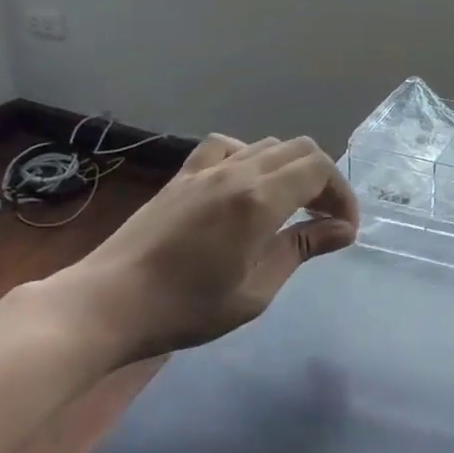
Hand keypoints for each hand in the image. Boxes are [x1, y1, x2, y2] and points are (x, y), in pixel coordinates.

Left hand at [47, 134, 359, 365]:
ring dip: (290, 168)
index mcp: (260, 199)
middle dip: (323, 179)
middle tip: (324, 218)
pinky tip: (244, 184)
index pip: (319, 170)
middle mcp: (238, 171)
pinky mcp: (183, 174)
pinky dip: (249, 156)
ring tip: (290, 205)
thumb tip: (343, 230)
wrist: (109, 303)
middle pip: (299, 149)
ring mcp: (207, 168)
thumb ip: (300, 249)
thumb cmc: (187, 307)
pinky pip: (226, 145)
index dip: (342, 194)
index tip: (344, 229)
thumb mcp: (255, 290)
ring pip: (266, 145)